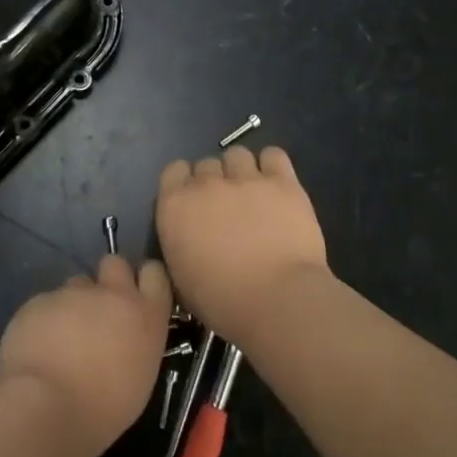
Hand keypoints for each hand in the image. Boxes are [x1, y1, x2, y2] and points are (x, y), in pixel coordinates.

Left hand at [0, 254, 172, 456]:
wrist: (46, 407)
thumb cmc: (103, 409)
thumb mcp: (138, 379)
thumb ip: (134, 344)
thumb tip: (122, 339)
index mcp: (145, 315)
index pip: (154, 274)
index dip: (144, 280)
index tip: (137, 296)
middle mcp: (111, 294)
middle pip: (114, 263)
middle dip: (107, 279)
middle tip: (98, 311)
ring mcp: (72, 293)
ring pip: (76, 285)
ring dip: (73, 304)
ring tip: (62, 339)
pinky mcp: (39, 300)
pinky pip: (45, 303)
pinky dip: (43, 320)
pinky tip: (37, 348)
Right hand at [156, 145, 329, 343]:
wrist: (277, 300)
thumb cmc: (222, 301)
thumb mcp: (181, 277)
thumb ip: (180, 243)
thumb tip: (188, 236)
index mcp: (175, 206)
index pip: (174, 171)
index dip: (185, 184)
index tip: (195, 204)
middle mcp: (206, 184)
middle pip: (206, 164)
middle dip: (214, 181)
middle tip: (227, 207)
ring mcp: (245, 179)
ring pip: (237, 155)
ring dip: (241, 171)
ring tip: (253, 194)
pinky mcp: (282, 182)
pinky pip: (273, 155)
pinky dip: (272, 166)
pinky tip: (276, 186)